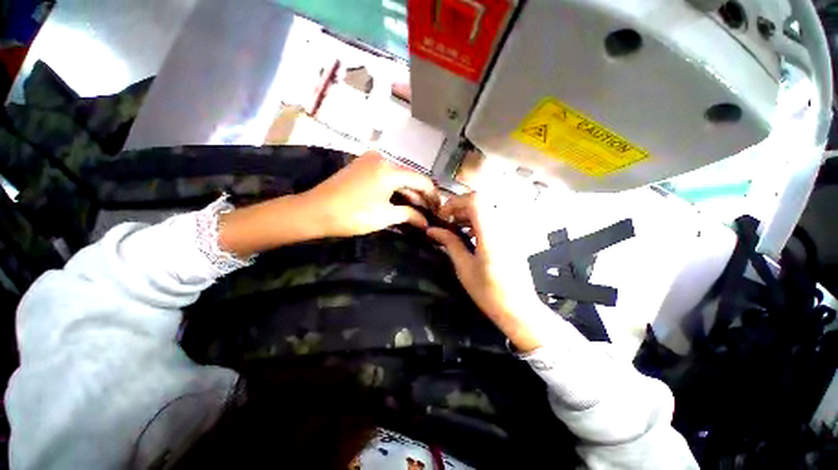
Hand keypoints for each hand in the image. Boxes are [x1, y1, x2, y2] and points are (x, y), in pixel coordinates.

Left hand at [303, 151, 439, 237]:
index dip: (433, 195)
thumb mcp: (385, 217)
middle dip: (421, 195)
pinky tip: (401, 200)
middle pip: (410, 177)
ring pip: (398, 176)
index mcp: (390, 170)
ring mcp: (371, 160)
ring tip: (418, 209)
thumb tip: (425, 222)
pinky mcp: (362, 165)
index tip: (439, 209)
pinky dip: (395, 188)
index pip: (421, 180)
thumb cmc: (352, 215)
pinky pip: (386, 175)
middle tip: (430, 212)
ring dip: (408, 192)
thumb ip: (409, 215)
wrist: (315, 211)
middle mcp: (383, 159)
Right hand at [426, 193, 550, 351]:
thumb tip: (432, 230)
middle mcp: (505, 226)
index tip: (443, 216)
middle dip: (461, 207)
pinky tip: (471, 234)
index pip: (475, 200)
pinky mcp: (514, 235)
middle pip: (482, 201)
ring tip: (457, 228)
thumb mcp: (464, 267)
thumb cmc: (488, 291)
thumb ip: (450, 242)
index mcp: (491, 234)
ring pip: (489, 207)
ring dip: (470, 213)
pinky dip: (480, 220)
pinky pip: (496, 217)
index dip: (456, 202)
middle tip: (447, 222)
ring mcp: (512, 230)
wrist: (518, 308)